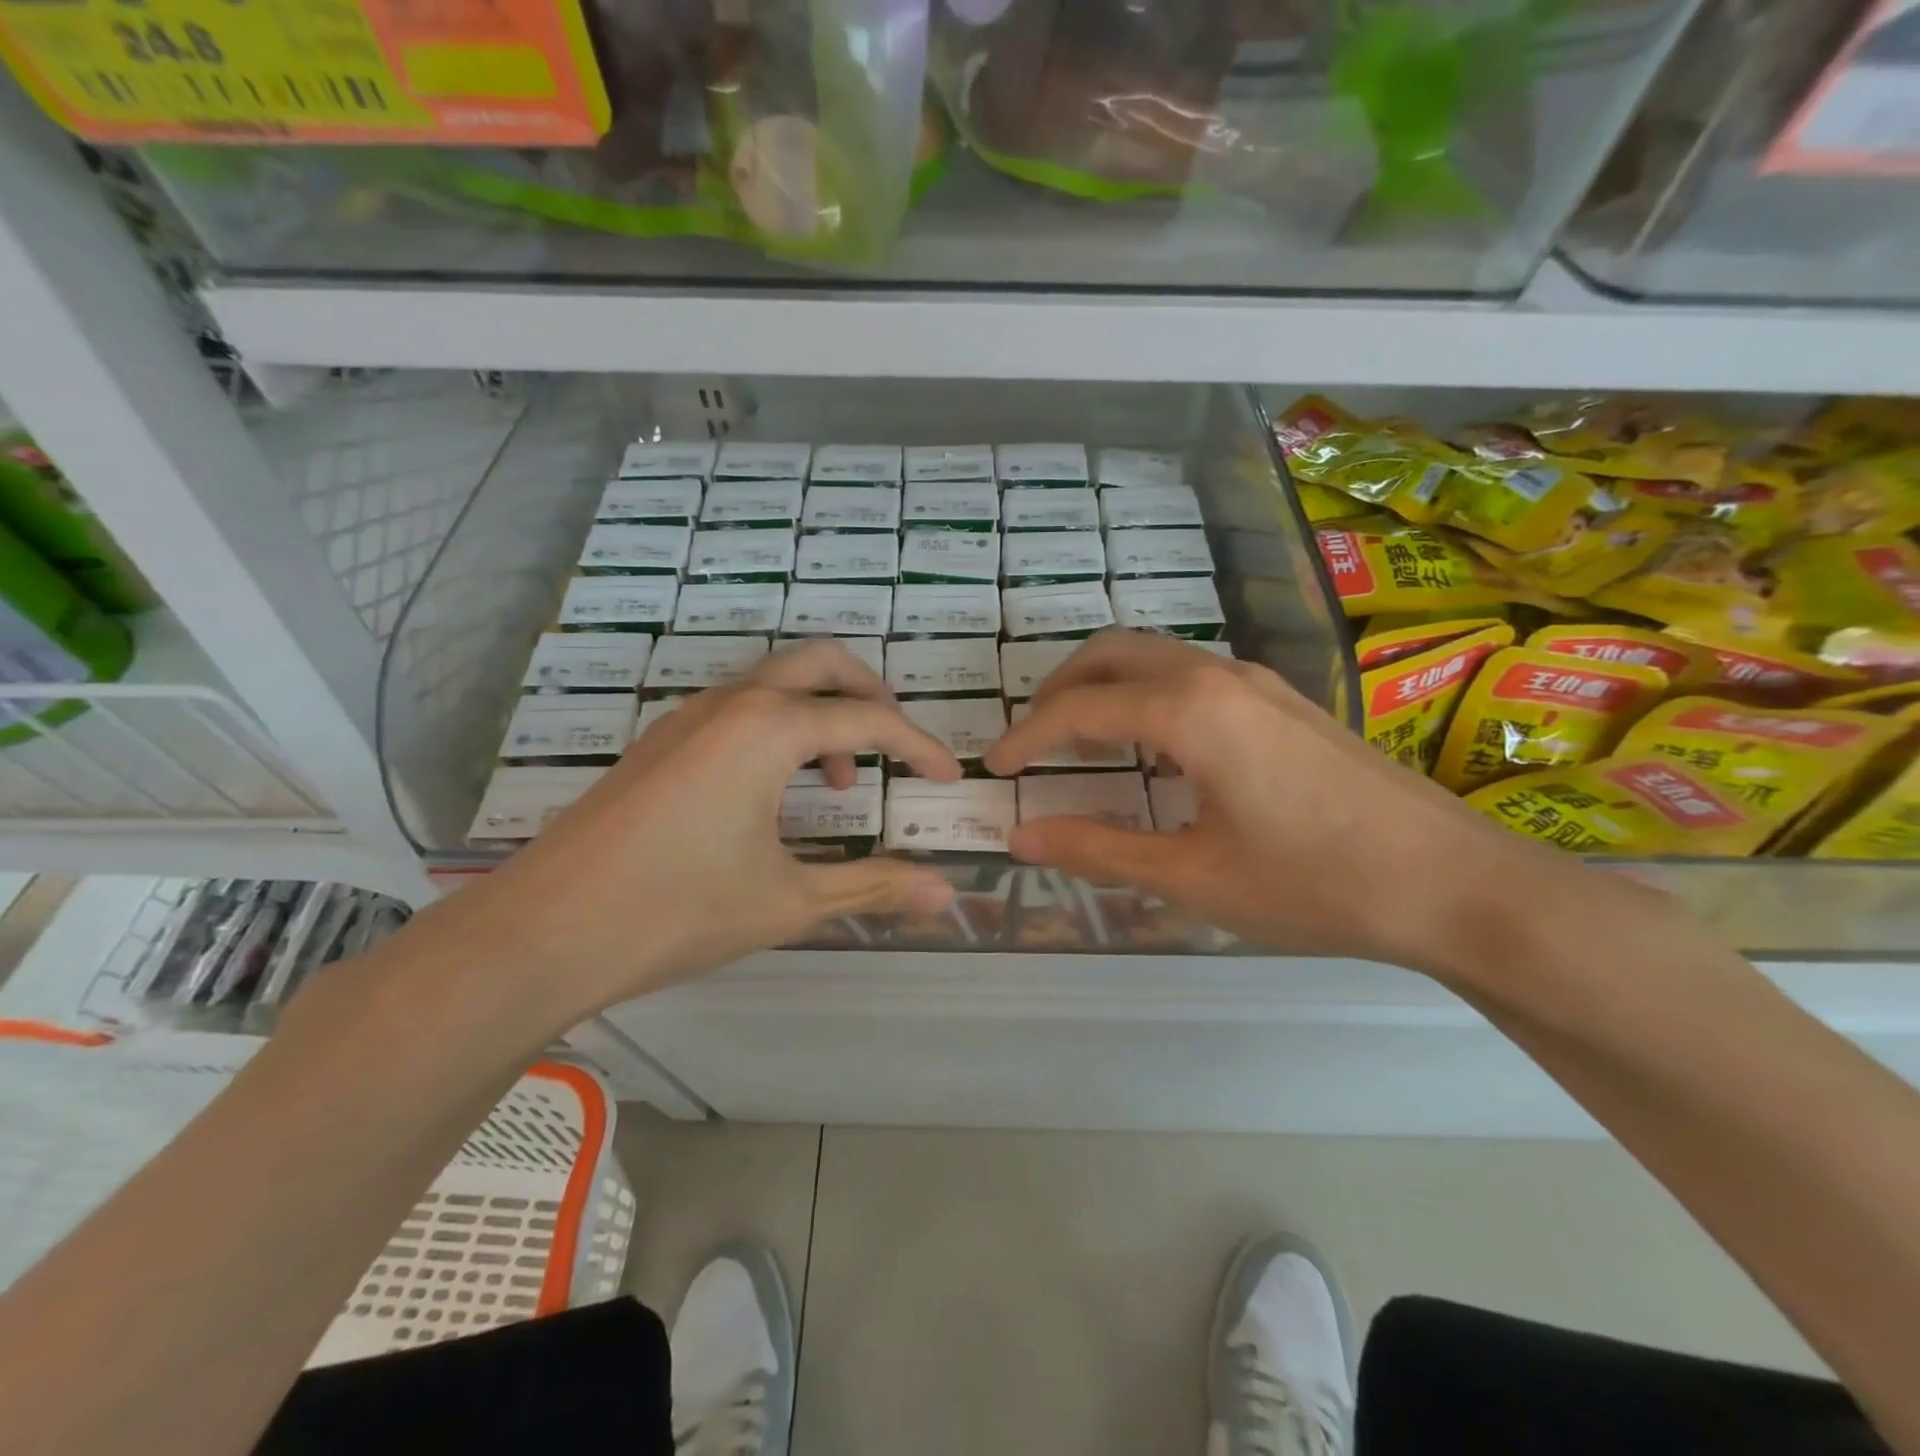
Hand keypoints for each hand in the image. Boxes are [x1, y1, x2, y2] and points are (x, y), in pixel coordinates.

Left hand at [410, 641, 962, 1029]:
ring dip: (823, 710)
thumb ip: (872, 887)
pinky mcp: (661, 740)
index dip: (920, 748)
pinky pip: (740, 706)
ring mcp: (688, 716)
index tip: (948, 778)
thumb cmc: (677, 911)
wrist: (543, 931)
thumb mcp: (788, 900)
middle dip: (872, 696)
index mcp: (770, 728)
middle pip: (823, 664)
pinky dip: (781, 725)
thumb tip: (946, 896)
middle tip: (896, 747)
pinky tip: (776, 788)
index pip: (870, 721)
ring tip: (839, 778)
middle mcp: (732, 703)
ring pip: (777, 680)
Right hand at [984, 630, 1631, 980]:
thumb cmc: (1316, 884)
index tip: (994, 769)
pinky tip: (1153, 748)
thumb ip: (1099, 850)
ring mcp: (1258, 681)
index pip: (1080, 708)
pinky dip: (1146, 696)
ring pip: (1155, 658)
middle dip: (1059, 690)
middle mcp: (1218, 675)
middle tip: (1031, 741)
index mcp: (1189, 710)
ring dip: (1105, 688)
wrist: (1456, 885)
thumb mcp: (1192, 876)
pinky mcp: (1284, 701)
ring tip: (1080, 743)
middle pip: (1113, 654)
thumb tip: (1021, 837)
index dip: (1027, 737)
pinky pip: (1191, 676)